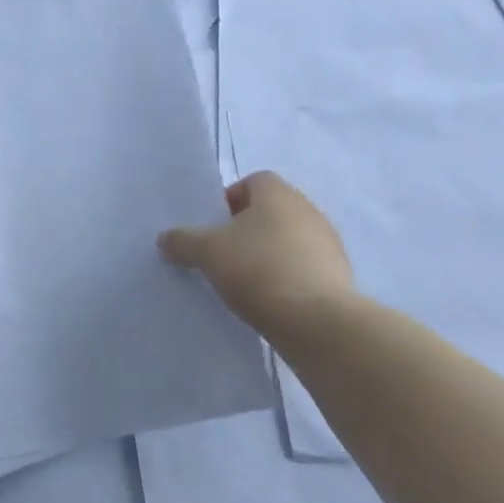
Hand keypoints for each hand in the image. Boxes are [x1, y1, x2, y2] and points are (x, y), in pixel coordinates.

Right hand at [159, 171, 354, 332]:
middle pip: (270, 212)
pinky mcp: (337, 276)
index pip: (252, 181)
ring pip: (287, 240)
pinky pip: (302, 268)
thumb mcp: (207, 253)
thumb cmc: (258, 270)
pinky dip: (284, 277)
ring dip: (265, 254)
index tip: (212, 228)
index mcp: (278, 194)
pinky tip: (267, 300)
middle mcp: (308, 210)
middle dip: (244, 230)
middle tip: (221, 255)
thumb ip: (183, 241)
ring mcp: (327, 243)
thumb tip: (166, 238)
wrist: (316, 320)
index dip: (228, 200)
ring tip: (242, 282)